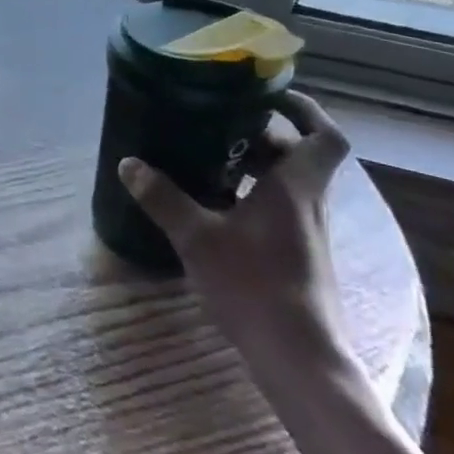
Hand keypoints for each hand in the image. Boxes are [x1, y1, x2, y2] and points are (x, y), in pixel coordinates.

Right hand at [119, 91, 352, 373]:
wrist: (298, 358)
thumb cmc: (255, 286)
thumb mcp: (197, 238)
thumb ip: (163, 198)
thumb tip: (129, 164)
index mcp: (295, 187)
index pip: (324, 136)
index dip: (305, 109)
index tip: (270, 96)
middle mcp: (308, 204)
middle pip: (296, 156)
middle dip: (259, 136)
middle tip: (216, 126)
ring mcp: (306, 233)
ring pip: (285, 184)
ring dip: (253, 168)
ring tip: (205, 161)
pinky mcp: (297, 257)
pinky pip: (277, 209)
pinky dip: (250, 197)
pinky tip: (213, 209)